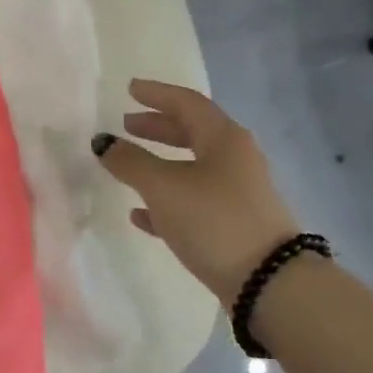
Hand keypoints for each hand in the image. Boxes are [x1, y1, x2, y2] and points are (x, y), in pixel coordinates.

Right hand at [94, 79, 305, 304]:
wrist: (269, 283)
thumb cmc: (214, 220)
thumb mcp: (164, 187)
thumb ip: (130, 162)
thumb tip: (103, 142)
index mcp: (223, 138)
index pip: (187, 103)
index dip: (157, 94)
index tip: (130, 88)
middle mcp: (235, 159)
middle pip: (192, 132)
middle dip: (158, 127)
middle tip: (128, 124)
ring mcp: (237, 193)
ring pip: (192, 167)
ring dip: (160, 163)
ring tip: (128, 166)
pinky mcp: (234, 225)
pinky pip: (194, 201)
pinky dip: (167, 200)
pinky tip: (140, 214)